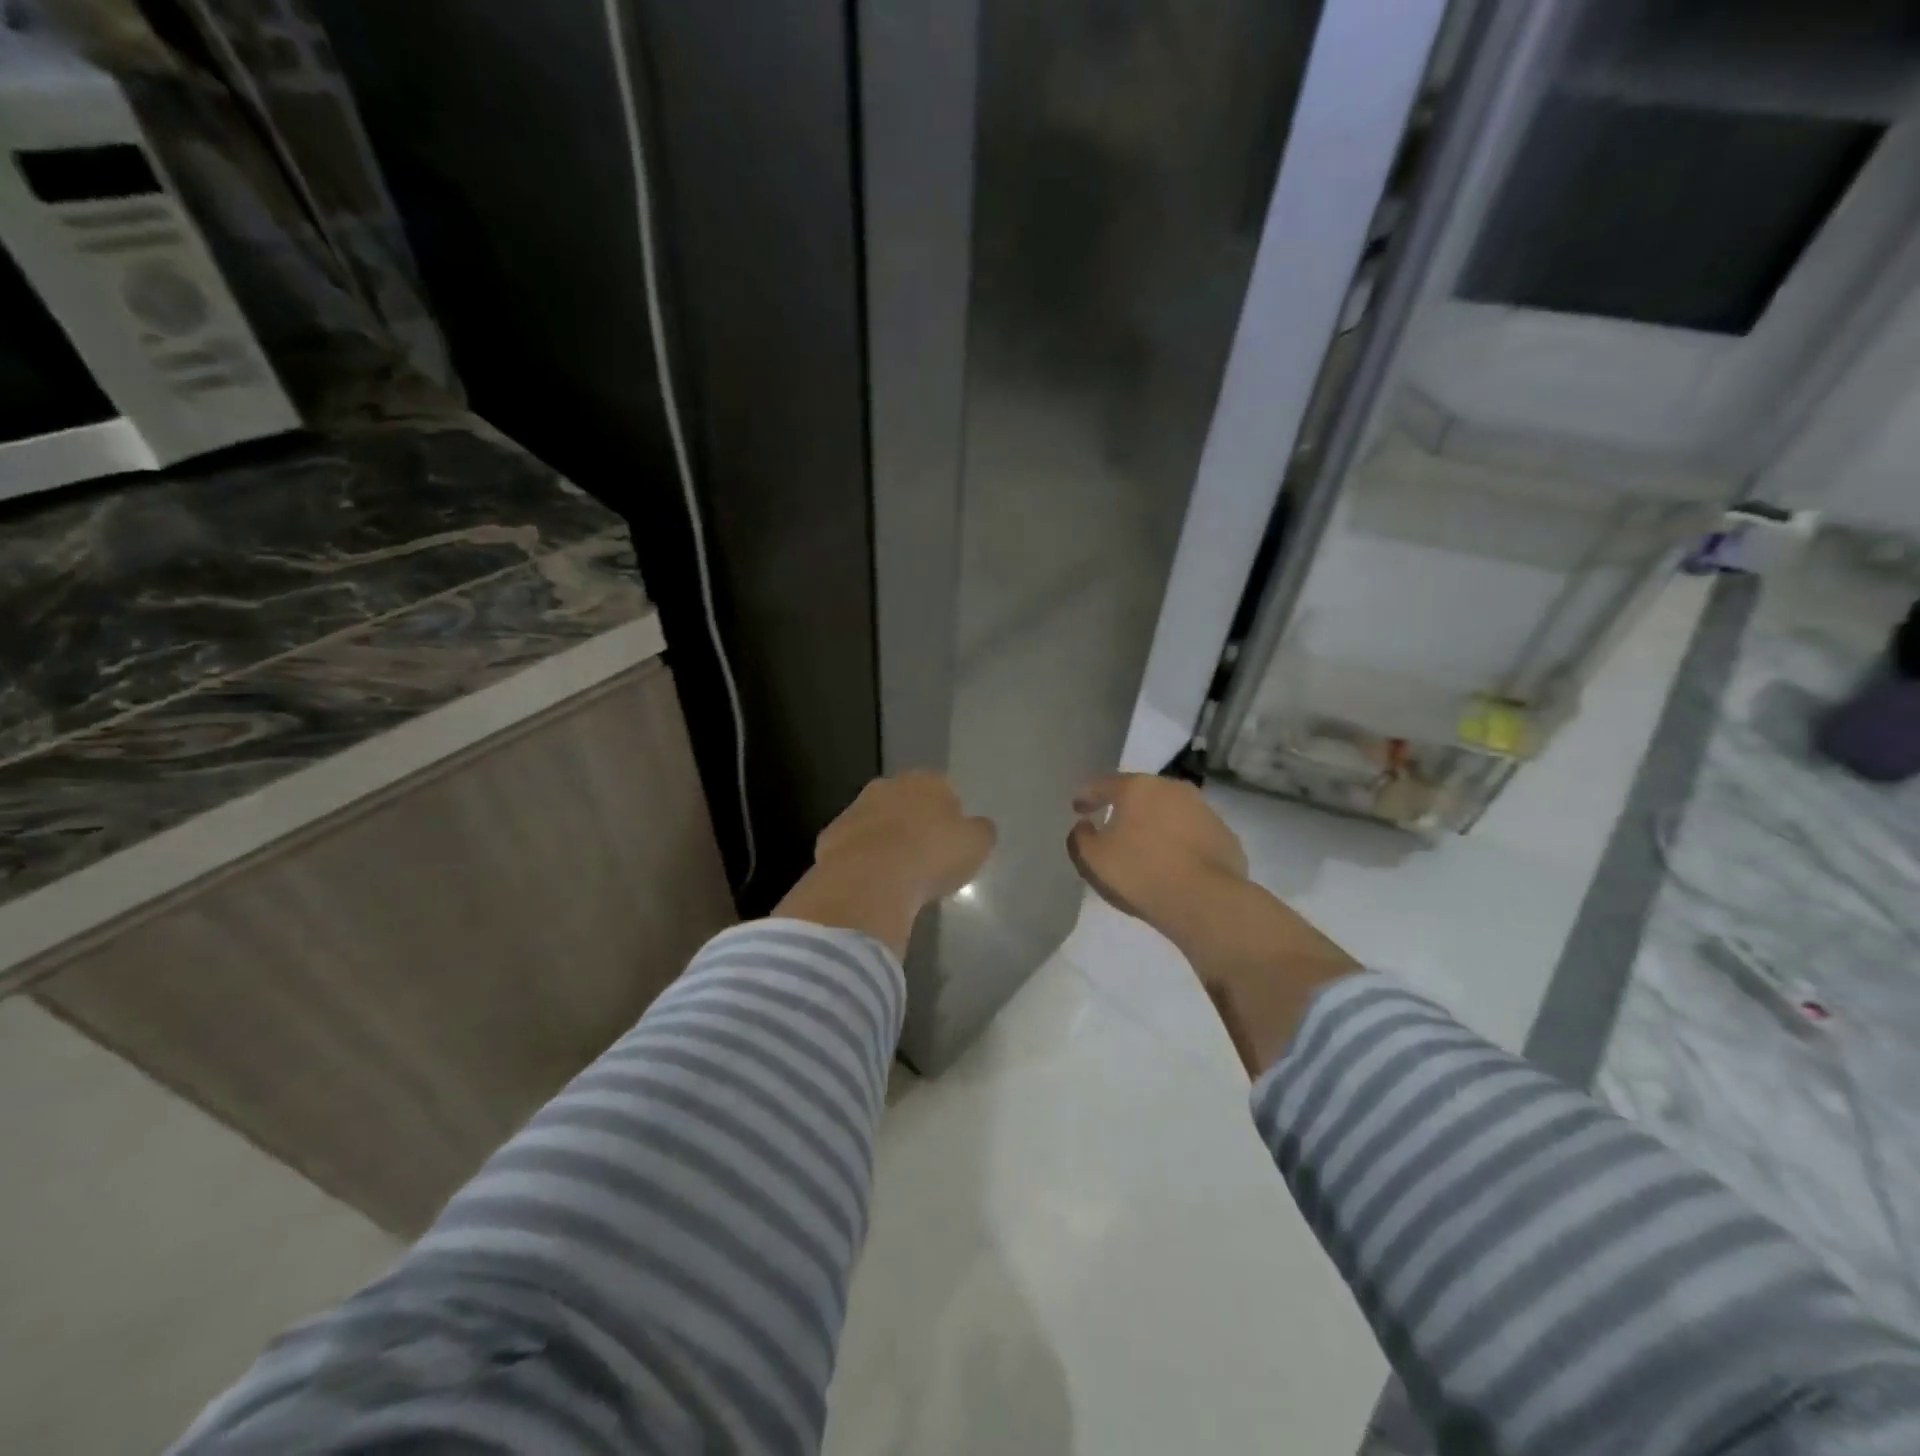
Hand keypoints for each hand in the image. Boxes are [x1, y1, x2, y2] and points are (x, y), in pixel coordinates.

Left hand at [815, 772, 996, 904]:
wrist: (869, 879)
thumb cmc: (932, 856)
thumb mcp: (977, 845)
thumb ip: (979, 831)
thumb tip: (976, 827)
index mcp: (926, 781)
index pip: (943, 789)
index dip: (950, 816)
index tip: (953, 842)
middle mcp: (887, 786)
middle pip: (906, 802)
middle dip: (914, 823)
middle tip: (925, 857)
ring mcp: (854, 810)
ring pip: (876, 823)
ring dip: (885, 841)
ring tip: (897, 876)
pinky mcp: (829, 838)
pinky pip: (853, 848)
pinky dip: (861, 862)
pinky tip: (871, 885)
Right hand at [1067, 774, 1249, 953]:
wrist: (1205, 900)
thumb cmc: (1140, 872)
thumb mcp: (1093, 859)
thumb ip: (1080, 837)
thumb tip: (1084, 825)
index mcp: (1138, 787)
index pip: (1104, 784)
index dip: (1087, 796)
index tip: (1078, 808)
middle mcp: (1172, 788)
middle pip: (1141, 793)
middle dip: (1125, 806)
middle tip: (1112, 823)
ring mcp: (1204, 810)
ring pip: (1170, 810)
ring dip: (1156, 823)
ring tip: (1145, 845)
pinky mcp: (1225, 835)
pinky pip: (1192, 833)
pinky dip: (1180, 841)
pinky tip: (1174, 861)